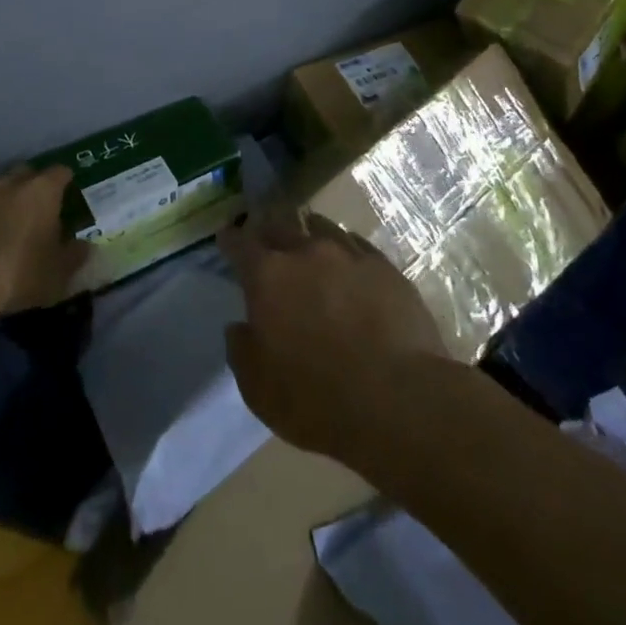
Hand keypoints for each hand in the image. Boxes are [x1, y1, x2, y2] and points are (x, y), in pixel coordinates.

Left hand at [0, 165, 90, 315]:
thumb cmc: (21, 271)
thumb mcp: (59, 272)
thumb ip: (76, 255)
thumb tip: (86, 246)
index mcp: (43, 188)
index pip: (61, 171)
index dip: (67, 182)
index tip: (69, 198)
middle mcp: (12, 182)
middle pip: (28, 173)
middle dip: (35, 186)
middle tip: (41, 211)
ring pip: (1, 188)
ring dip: (8, 201)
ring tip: (12, 227)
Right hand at [220, 205, 447, 462]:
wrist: (400, 399)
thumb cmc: (317, 400)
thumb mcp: (258, 389)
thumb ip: (242, 350)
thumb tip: (240, 327)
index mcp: (267, 276)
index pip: (239, 243)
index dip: (230, 239)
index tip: (226, 238)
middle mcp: (305, 252)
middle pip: (280, 225)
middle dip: (268, 231)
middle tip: (266, 241)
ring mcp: (348, 254)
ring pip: (320, 227)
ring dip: (308, 234)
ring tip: (309, 245)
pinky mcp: (385, 266)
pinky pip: (356, 245)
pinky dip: (345, 250)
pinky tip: (349, 264)